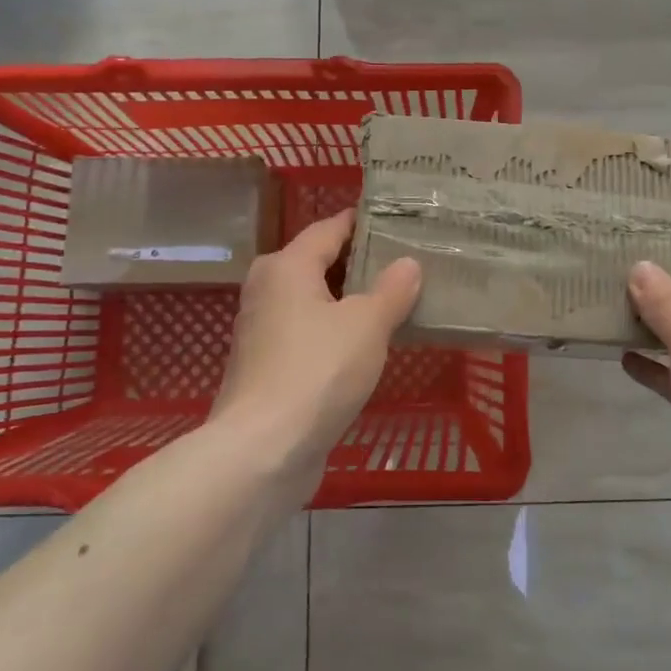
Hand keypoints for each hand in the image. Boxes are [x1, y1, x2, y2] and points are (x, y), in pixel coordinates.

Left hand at [212, 209, 420, 496]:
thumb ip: (392, 289)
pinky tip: (368, 343)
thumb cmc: (317, 371)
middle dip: (362, 262)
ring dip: (351, 299)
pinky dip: (336, 329)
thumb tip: (408, 263)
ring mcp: (263, 329)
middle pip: (320, 262)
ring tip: (397, 299)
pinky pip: (309, 331)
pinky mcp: (267, 365)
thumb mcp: (367, 324)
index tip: (398, 220)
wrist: (262, 450)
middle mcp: (268, 289)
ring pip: (315, 299)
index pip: (330, 228)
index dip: (363, 222)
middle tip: (408, 261)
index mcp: (287, 266)